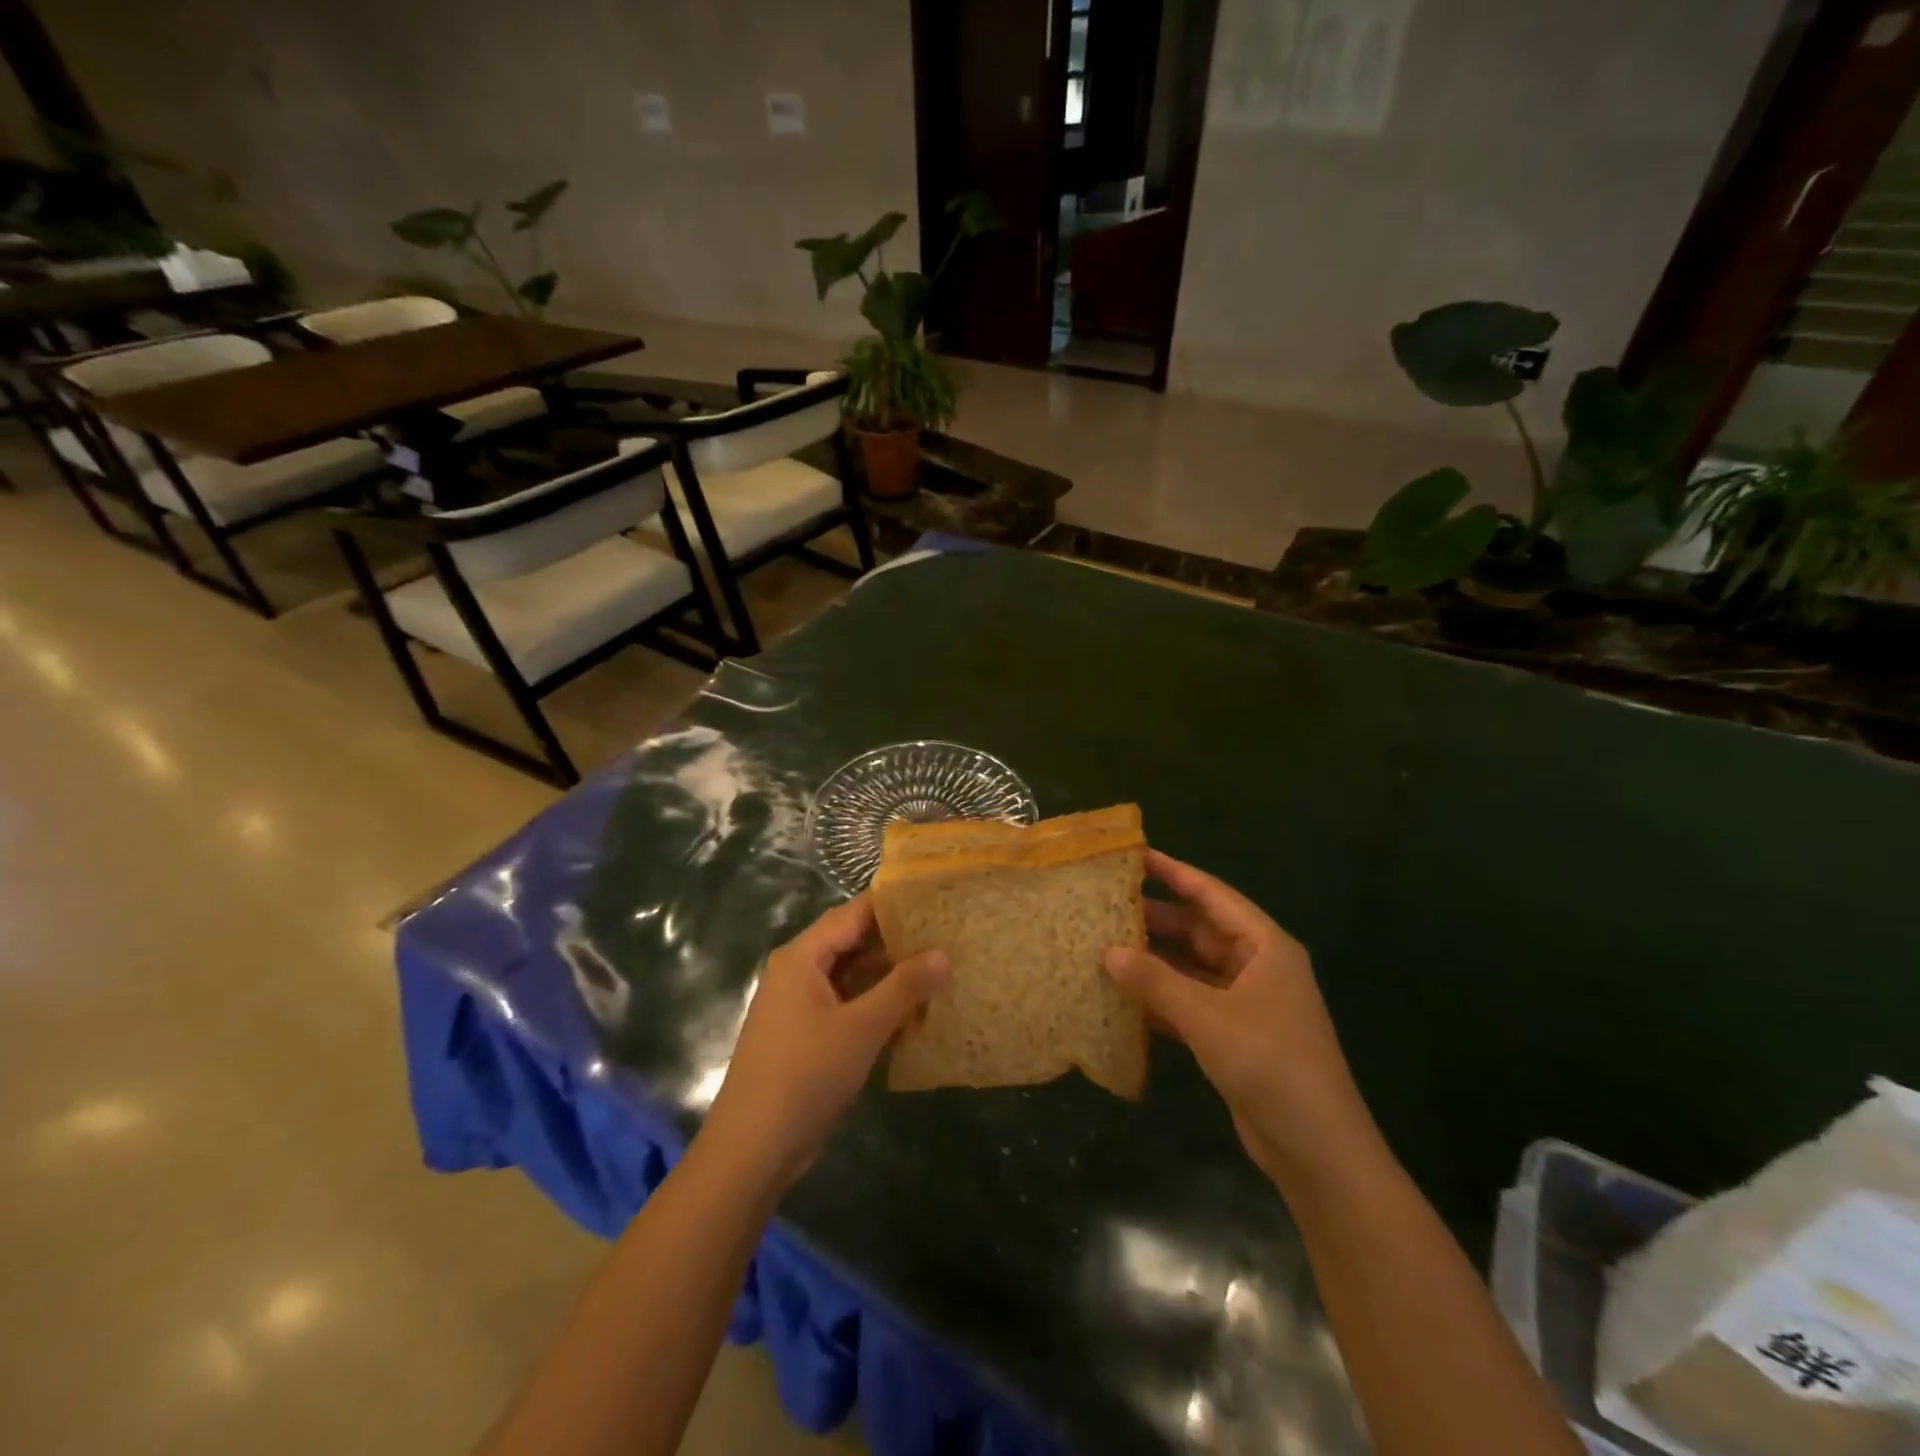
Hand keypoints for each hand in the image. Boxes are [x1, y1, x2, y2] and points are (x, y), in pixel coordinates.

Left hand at [701, 895, 948, 1189]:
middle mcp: (798, 973)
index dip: (892, 903)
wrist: (753, 1150)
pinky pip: (847, 1006)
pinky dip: (876, 1005)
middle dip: (896, 940)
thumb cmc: (804, 1076)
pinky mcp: (807, 1036)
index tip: (934, 897)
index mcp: (802, 958)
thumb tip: (944, 953)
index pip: (853, 913)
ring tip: (939, 969)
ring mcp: (801, 1006)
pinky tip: (913, 1014)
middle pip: (852, 943)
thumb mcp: (861, 1028)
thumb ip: (904, 987)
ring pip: (852, 977)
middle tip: (946, 933)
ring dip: (889, 976)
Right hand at [1105, 850, 1379, 1187]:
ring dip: (1156, 960)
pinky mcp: (1236, 1035)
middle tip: (1107, 905)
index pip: (1212, 895)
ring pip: (1193, 967)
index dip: (1174, 873)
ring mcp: (1248, 1002)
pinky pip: (1192, 1002)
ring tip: (1107, 945)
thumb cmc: (1270, 1065)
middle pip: (1201, 929)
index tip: (1135, 856)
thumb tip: (1108, 951)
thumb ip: (1156, 981)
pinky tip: (1126, 996)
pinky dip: (1163, 997)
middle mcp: (1258, 966)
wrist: (1318, 1151)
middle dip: (1157, 918)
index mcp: (1265, 947)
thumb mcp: (1208, 1018)